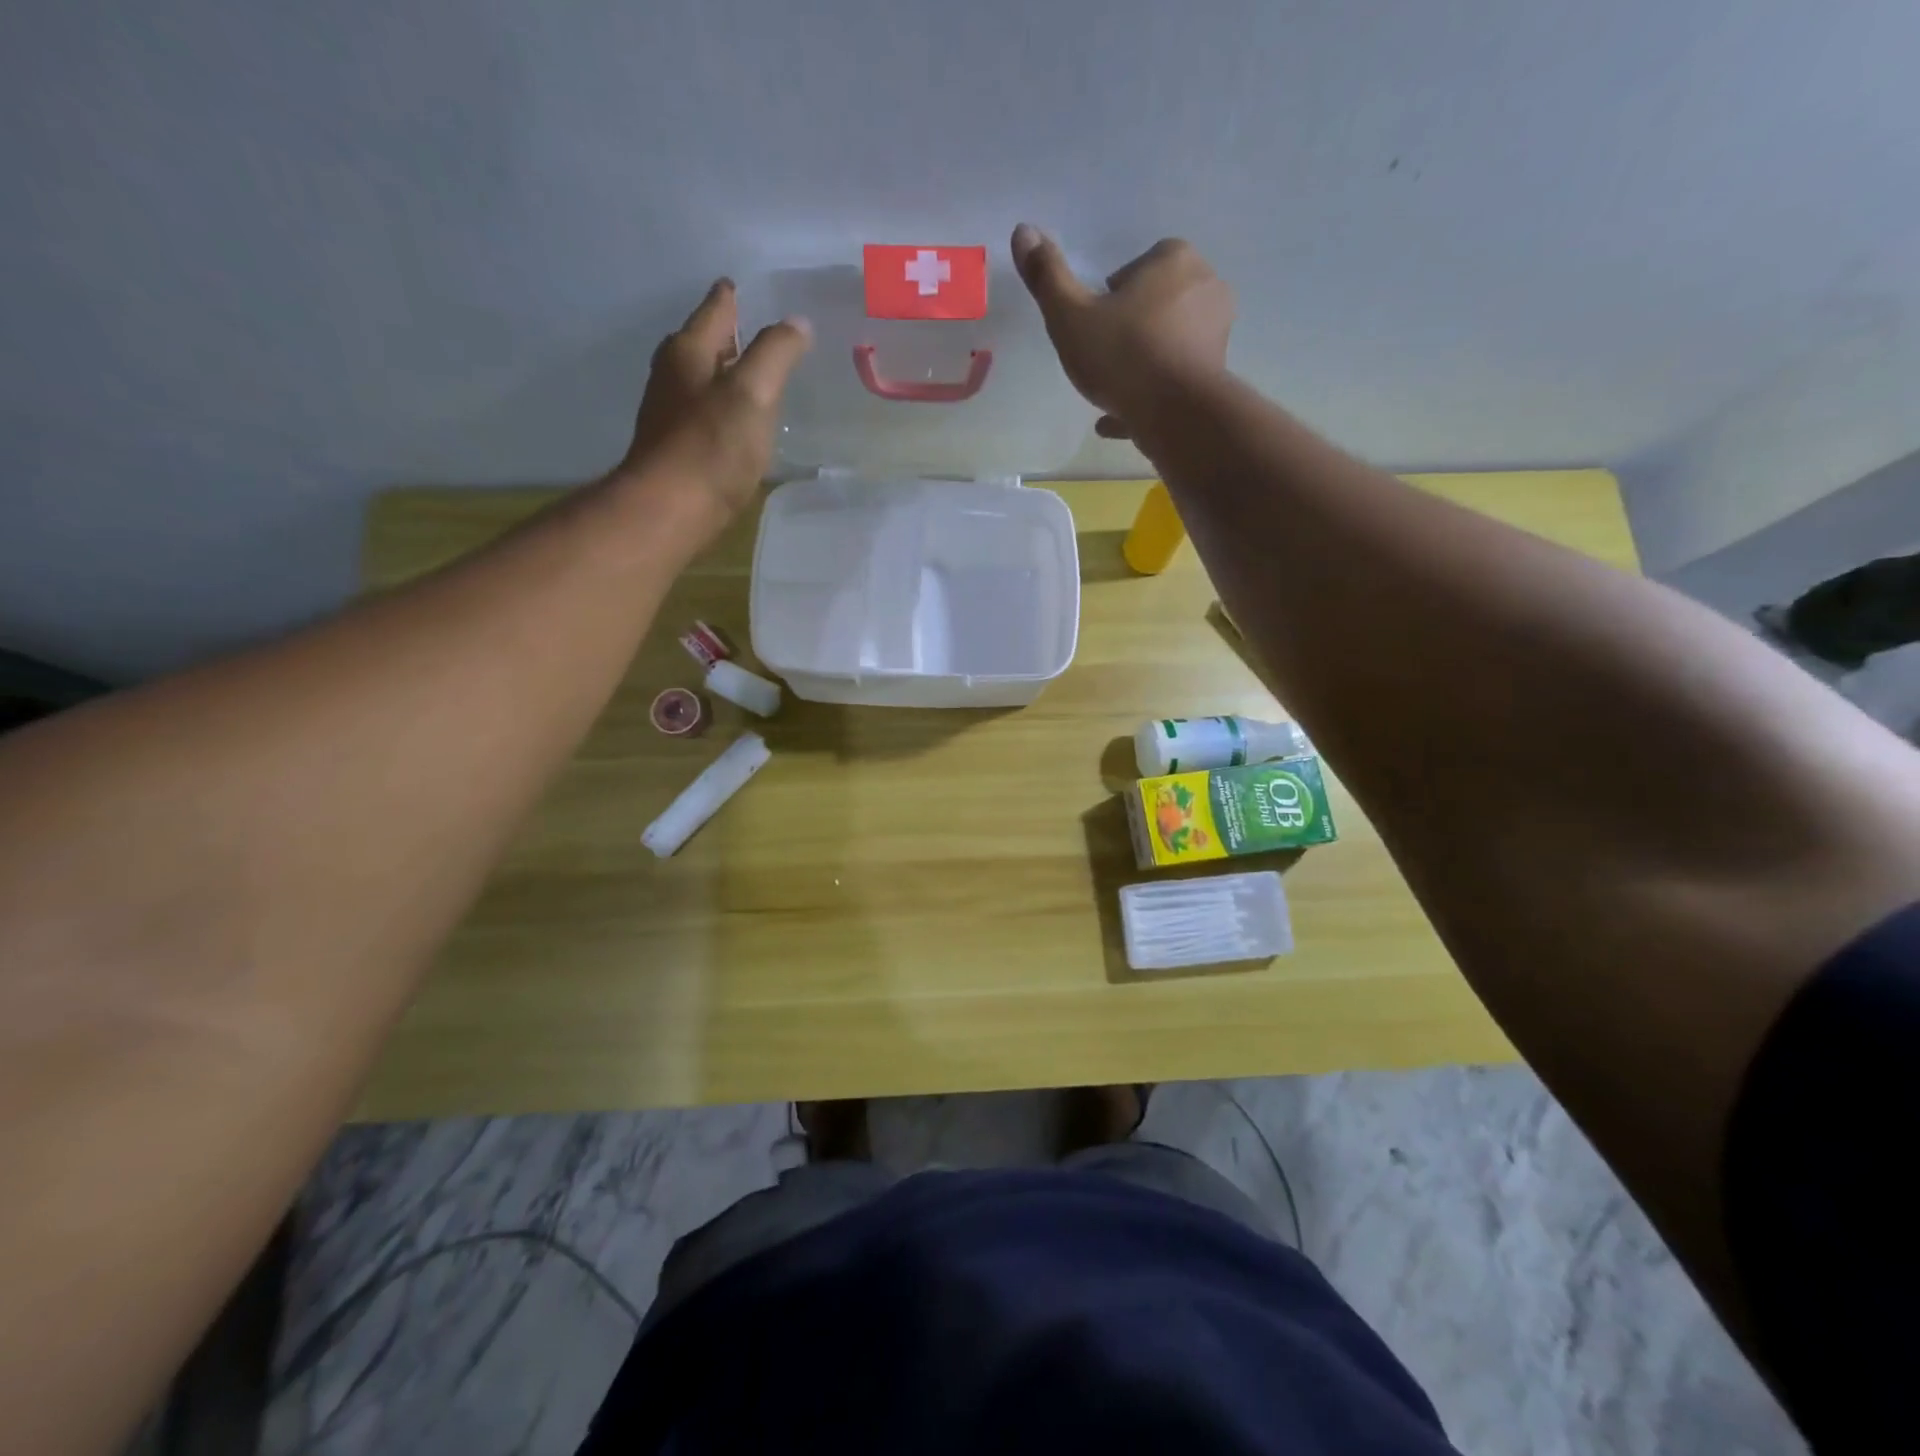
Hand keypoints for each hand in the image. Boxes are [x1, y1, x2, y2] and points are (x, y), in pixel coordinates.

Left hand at [610, 279, 811, 548]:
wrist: (670, 510)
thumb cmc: (712, 446)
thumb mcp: (753, 392)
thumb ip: (776, 353)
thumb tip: (797, 322)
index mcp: (689, 351)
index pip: (716, 310)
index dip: (733, 297)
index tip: (745, 287)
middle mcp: (673, 375)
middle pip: (704, 343)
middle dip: (729, 336)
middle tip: (759, 333)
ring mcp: (670, 413)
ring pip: (702, 380)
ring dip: (726, 376)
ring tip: (755, 378)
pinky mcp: (676, 448)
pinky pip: (705, 415)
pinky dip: (723, 409)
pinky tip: (739, 425)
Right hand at [1010, 226, 1232, 439]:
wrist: (1177, 415)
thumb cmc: (1123, 356)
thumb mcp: (1071, 316)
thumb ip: (1047, 277)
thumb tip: (1024, 230)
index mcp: (1174, 260)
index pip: (1136, 267)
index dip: (1110, 297)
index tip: (1093, 324)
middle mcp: (1205, 287)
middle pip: (1155, 304)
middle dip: (1130, 327)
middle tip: (1101, 357)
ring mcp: (1216, 334)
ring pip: (1167, 343)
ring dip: (1141, 363)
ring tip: (1109, 391)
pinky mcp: (1217, 375)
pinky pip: (1175, 380)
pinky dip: (1151, 394)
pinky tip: (1121, 418)